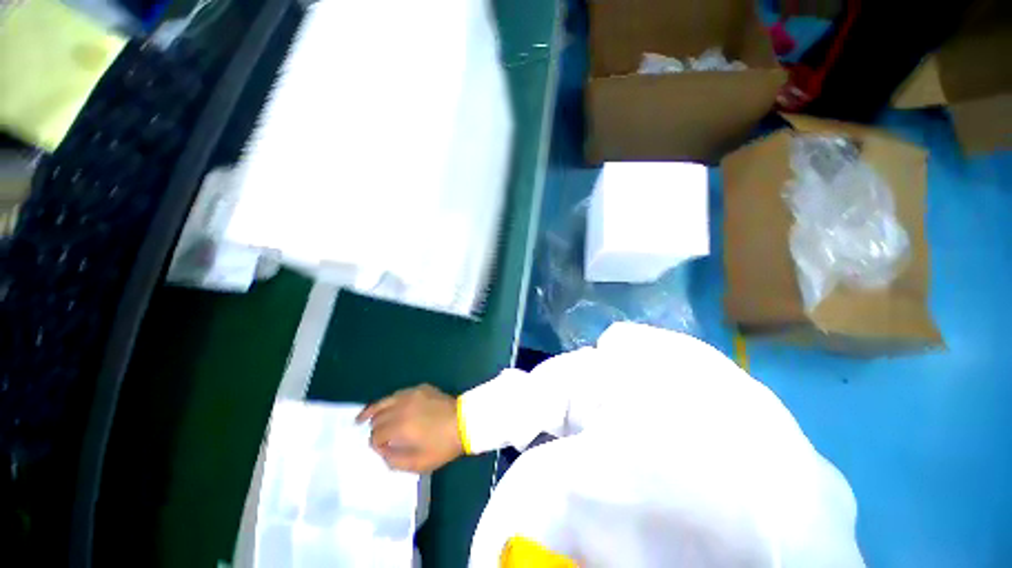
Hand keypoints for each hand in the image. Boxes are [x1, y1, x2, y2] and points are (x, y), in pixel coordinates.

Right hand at [356, 384, 463, 472]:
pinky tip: (390, 406)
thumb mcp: (419, 463)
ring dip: (374, 411)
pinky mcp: (421, 388)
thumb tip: (382, 451)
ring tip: (362, 417)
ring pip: (384, 401)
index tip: (382, 449)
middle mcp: (402, 407)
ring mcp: (412, 394)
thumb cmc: (443, 445)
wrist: (465, 421)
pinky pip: (399, 394)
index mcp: (400, 426)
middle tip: (378, 436)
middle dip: (374, 429)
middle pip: (378, 417)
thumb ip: (394, 461)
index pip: (376, 435)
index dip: (376, 444)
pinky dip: (391, 401)